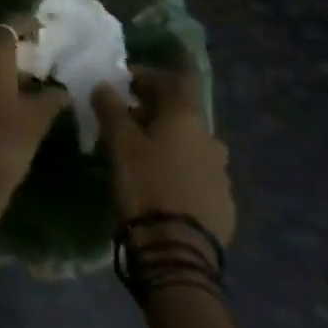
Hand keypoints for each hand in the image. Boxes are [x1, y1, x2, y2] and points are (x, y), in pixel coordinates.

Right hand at [92, 60, 235, 248]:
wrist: (178, 253)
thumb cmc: (145, 185)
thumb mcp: (118, 142)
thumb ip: (110, 107)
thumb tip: (104, 85)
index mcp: (187, 118)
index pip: (173, 79)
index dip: (147, 74)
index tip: (122, 80)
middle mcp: (210, 138)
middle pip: (180, 112)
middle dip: (152, 110)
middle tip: (124, 117)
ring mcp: (221, 173)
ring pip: (189, 144)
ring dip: (166, 141)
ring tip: (139, 153)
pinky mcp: (223, 203)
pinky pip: (196, 173)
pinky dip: (177, 168)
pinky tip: (159, 183)